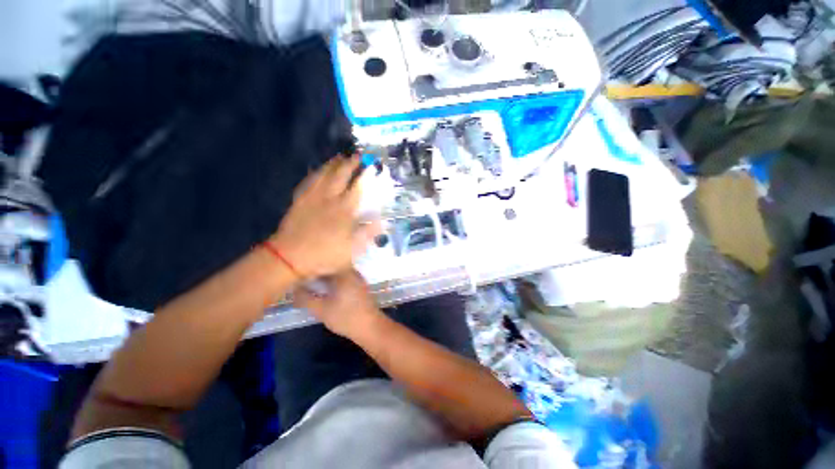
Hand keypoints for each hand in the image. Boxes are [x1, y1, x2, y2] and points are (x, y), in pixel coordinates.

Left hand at [271, 156, 379, 279]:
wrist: (290, 257)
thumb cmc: (324, 254)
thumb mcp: (352, 250)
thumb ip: (367, 234)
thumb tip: (382, 222)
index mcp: (344, 210)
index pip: (358, 187)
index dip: (366, 175)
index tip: (372, 165)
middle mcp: (329, 199)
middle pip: (340, 175)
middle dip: (350, 163)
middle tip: (358, 155)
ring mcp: (312, 198)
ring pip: (323, 174)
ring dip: (333, 164)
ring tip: (340, 157)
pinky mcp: (300, 201)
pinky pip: (308, 182)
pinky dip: (315, 174)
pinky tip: (317, 171)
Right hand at [293, 270, 380, 337]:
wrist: (370, 327)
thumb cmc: (345, 317)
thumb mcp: (321, 309)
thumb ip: (305, 298)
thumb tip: (294, 289)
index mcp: (343, 272)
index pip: (323, 263)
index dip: (309, 267)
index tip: (297, 272)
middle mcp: (352, 271)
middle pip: (330, 267)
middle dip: (316, 272)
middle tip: (301, 278)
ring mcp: (357, 278)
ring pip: (337, 273)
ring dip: (325, 277)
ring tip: (311, 283)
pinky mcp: (359, 286)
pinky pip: (343, 278)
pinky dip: (333, 282)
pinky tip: (325, 289)